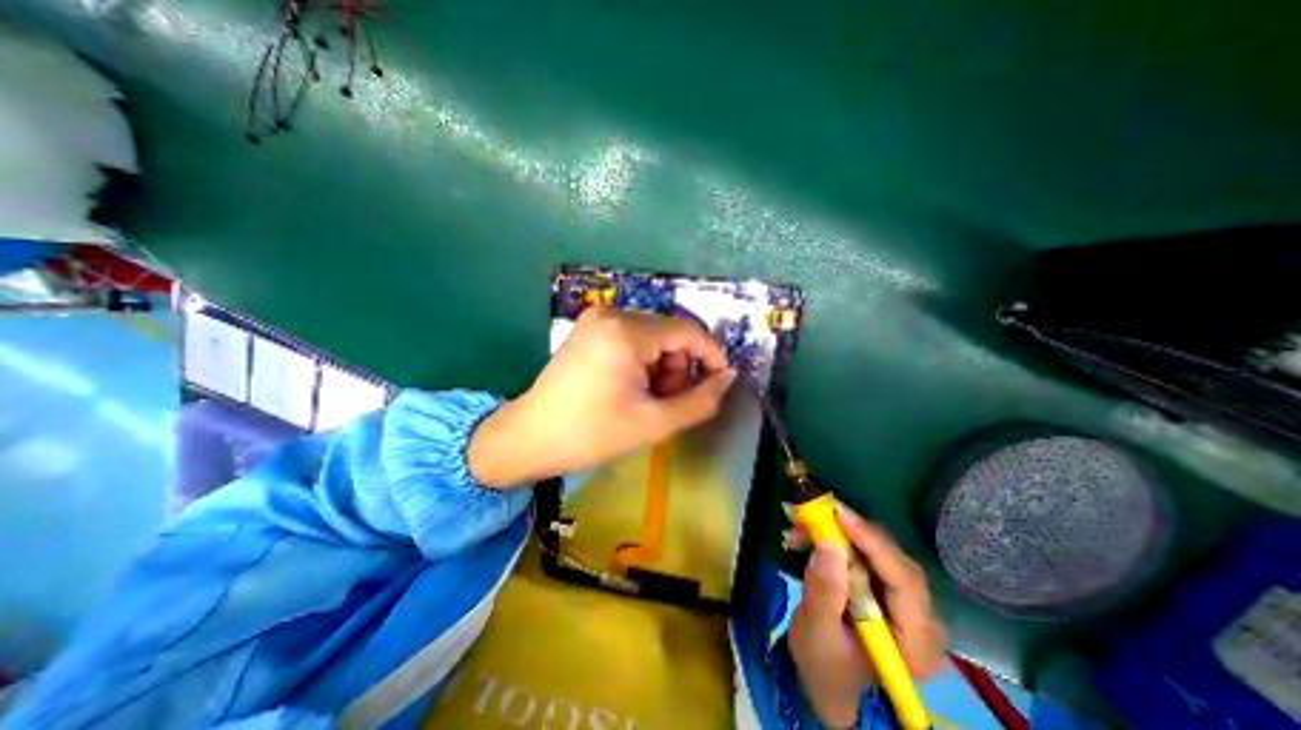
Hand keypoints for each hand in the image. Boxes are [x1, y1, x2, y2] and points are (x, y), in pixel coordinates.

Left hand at [470, 306, 734, 484]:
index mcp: (627, 332)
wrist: (530, 438)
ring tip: (646, 400)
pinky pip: (633, 340)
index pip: (688, 332)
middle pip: (670, 335)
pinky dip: (643, 363)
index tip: (720, 382)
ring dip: (661, 368)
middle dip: (678, 369)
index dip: (711, 356)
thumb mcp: (655, 422)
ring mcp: (597, 319)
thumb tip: (727, 377)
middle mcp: (612, 314)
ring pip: (653, 338)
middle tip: (666, 403)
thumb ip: (700, 400)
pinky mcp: (590, 329)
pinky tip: (631, 388)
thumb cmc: (592, 434)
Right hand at [782, 505, 945, 726]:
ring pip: (877, 550)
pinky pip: (863, 551)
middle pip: (893, 561)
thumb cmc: (823, 665)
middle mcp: (921, 619)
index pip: (905, 583)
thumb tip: (830, 546)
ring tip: (800, 524)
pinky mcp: (885, 586)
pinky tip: (806, 535)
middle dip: (852, 533)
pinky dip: (835, 538)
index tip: (840, 516)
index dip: (874, 544)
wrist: (823, 676)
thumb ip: (825, 593)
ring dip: (838, 532)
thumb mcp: (817, 633)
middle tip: (815, 512)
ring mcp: (904, 601)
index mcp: (916, 644)